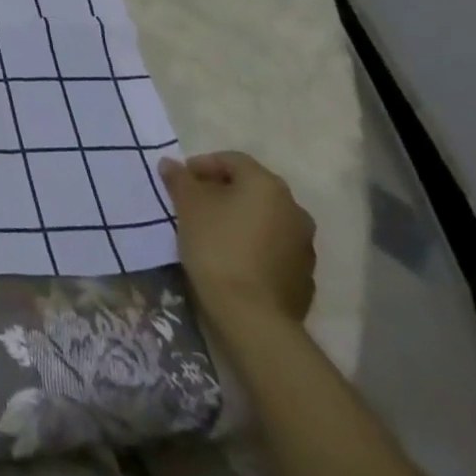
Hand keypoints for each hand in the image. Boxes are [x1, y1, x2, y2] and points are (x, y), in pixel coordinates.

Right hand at [159, 151, 315, 327]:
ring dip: (239, 218)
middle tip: (193, 203)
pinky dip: (253, 243)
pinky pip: (273, 247)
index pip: (231, 160)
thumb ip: (179, 178)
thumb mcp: (187, 204)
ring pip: (264, 218)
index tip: (181, 181)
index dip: (202, 165)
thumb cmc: (217, 245)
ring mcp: (304, 245)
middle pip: (251, 188)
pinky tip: (232, 257)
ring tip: (211, 231)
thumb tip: (171, 163)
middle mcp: (294, 209)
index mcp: (267, 185)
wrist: (253, 315)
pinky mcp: (304, 275)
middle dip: (221, 191)